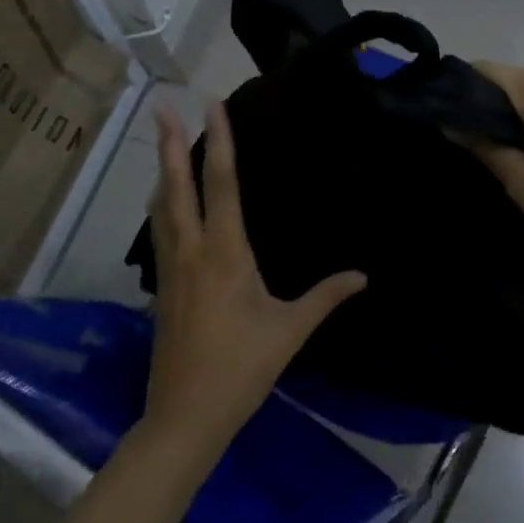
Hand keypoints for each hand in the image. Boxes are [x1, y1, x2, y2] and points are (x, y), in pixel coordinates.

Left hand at [141, 100, 365, 460]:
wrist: (184, 416)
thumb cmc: (241, 368)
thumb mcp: (290, 331)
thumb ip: (326, 297)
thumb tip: (363, 275)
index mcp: (225, 253)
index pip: (222, 185)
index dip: (218, 141)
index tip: (212, 106)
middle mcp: (192, 251)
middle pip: (177, 187)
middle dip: (168, 144)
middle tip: (160, 106)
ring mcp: (171, 269)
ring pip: (161, 208)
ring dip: (162, 171)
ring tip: (160, 142)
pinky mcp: (162, 288)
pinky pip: (159, 232)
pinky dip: (161, 205)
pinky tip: (164, 203)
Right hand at [470, 62, 523, 295]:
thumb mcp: (520, 181)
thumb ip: (482, 144)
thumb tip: (448, 121)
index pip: (490, 72)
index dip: (461, 90)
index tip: (441, 117)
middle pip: (516, 82)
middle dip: (487, 106)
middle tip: (462, 141)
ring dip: (515, 117)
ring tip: (493, 151)